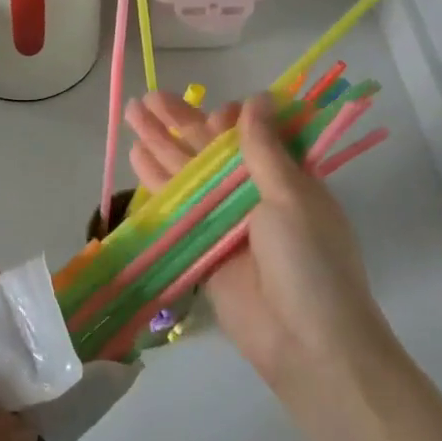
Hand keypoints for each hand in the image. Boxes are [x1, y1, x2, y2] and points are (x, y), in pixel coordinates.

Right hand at [124, 92, 384, 392]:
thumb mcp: (291, 197)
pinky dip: (157, 182)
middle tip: (148, 96)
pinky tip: (136, 156)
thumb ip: (264, 149)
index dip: (228, 121)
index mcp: (286, 179)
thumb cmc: (309, 262)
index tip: (214, 114)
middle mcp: (253, 195)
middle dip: (180, 122)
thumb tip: (255, 99)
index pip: (251, 136)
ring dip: (160, 143)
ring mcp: (225, 221)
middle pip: (210, 150)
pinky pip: (176, 206)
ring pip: (187, 173)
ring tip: (132, 113)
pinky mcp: (202, 247)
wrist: (307, 344)